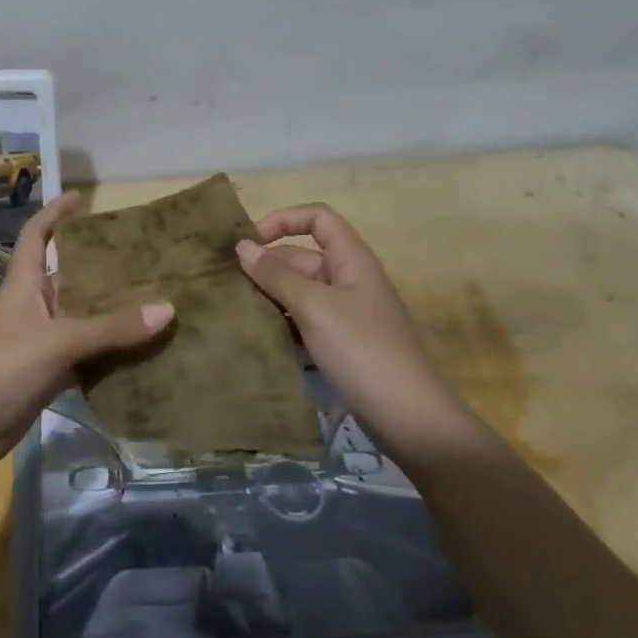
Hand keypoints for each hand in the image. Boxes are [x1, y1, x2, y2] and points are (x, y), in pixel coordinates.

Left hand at [0, 192, 173, 472]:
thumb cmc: (1, 368)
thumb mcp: (57, 341)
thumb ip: (111, 327)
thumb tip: (168, 308)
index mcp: (22, 284)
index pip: (35, 236)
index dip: (54, 214)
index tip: (80, 197)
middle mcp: (30, 307)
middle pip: (67, 278)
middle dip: (99, 268)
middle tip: (143, 258)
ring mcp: (37, 342)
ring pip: (79, 319)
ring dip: (109, 314)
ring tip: (153, 300)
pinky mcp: (44, 375)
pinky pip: (82, 356)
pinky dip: (106, 354)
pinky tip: (139, 352)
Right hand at [237, 204, 471, 447]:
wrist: (409, 419)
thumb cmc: (362, 350)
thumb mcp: (315, 307)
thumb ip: (276, 275)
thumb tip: (242, 246)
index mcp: (352, 259)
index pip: (317, 218)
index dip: (283, 220)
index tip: (250, 243)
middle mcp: (349, 280)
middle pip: (302, 257)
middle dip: (267, 266)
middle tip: (228, 285)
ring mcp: (346, 315)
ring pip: (300, 292)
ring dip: (270, 297)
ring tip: (234, 309)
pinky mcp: (341, 346)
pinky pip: (305, 323)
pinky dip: (283, 325)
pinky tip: (258, 338)